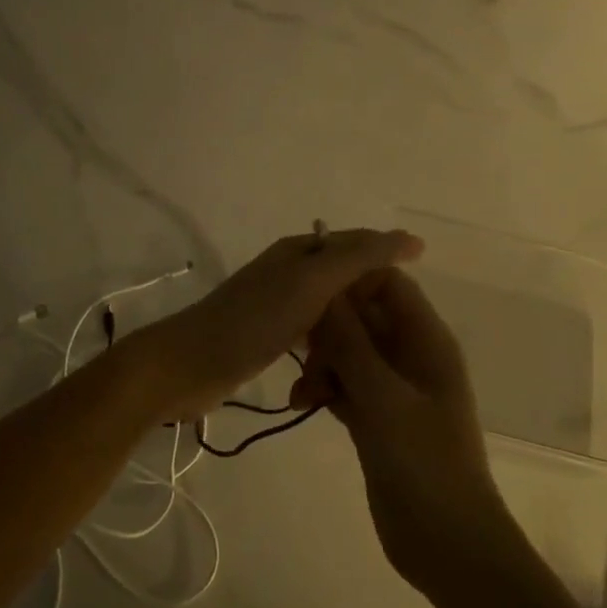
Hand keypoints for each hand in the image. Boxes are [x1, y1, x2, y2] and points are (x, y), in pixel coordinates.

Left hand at [144, 229, 422, 422]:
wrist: (188, 365)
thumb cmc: (252, 321)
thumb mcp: (311, 283)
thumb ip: (358, 258)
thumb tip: (409, 237)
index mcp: (298, 251)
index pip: (356, 242)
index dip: (388, 256)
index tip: (418, 291)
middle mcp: (288, 272)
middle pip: (343, 278)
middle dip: (370, 300)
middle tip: (399, 334)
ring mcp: (275, 306)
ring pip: (328, 311)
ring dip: (348, 330)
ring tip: (375, 355)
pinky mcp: (265, 338)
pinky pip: (310, 337)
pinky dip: (327, 349)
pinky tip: (338, 370)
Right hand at [294, 269, 515, 592]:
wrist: (447, 543)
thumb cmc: (424, 464)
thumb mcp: (383, 399)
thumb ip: (351, 344)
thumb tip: (324, 292)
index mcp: (426, 341)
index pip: (388, 284)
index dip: (349, 281)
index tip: (306, 294)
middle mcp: (411, 357)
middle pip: (363, 318)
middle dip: (328, 328)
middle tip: (298, 352)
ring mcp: (394, 390)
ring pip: (349, 353)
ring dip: (322, 364)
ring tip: (302, 393)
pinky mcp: (378, 419)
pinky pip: (345, 386)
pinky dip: (325, 390)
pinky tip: (303, 405)